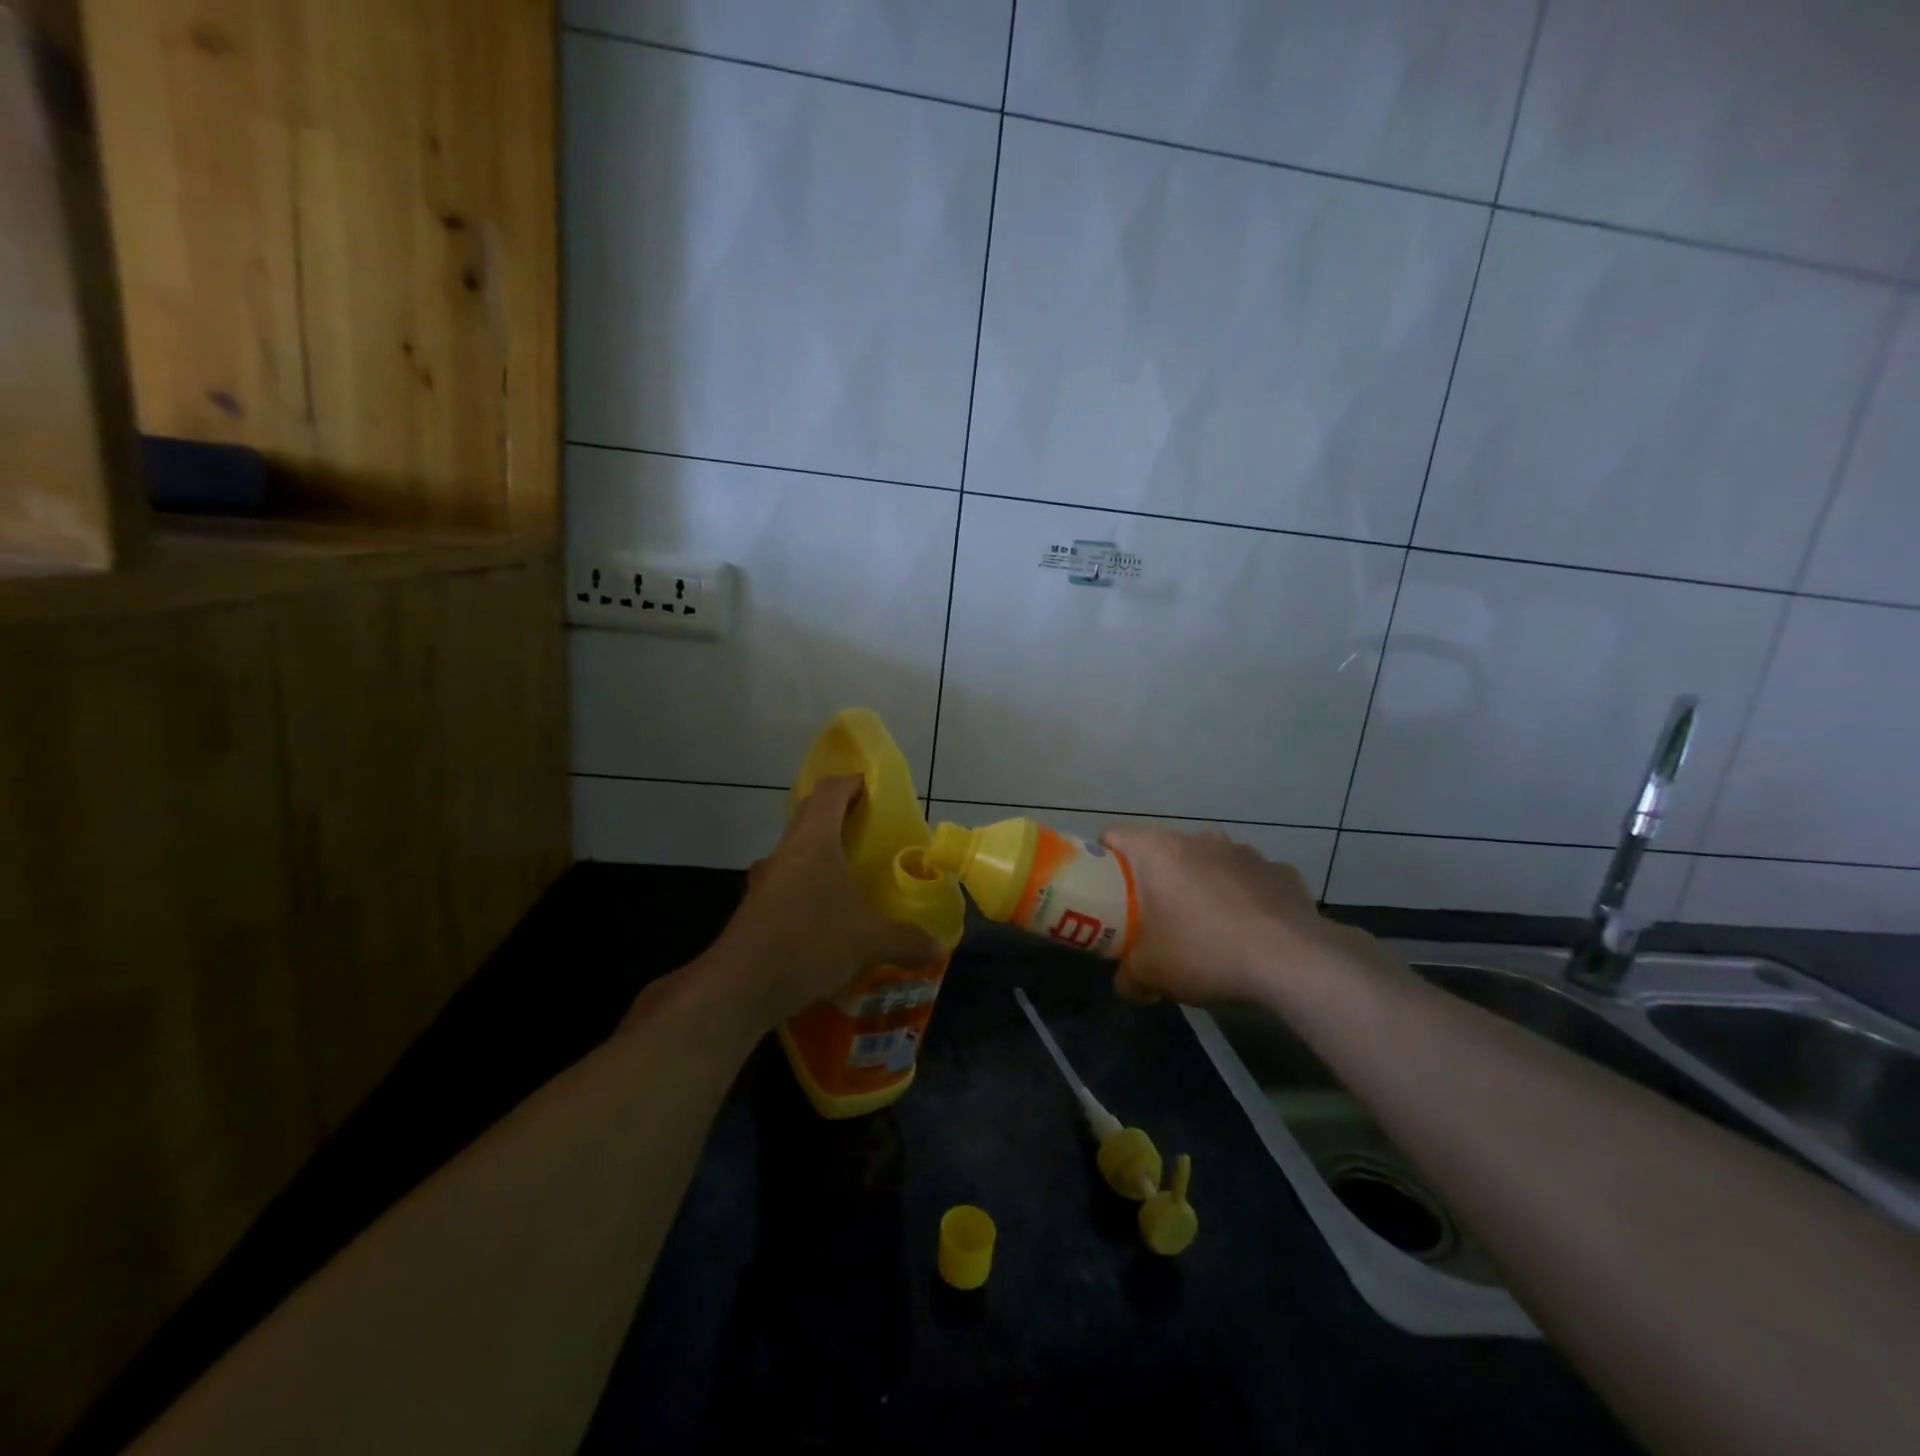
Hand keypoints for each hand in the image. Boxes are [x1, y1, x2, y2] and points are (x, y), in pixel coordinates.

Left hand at [695, 775, 941, 1029]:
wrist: (739, 987)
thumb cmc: (809, 943)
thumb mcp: (869, 942)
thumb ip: (906, 941)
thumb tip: (936, 947)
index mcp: (814, 842)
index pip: (830, 791)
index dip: (851, 783)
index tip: (871, 788)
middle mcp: (785, 852)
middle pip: (810, 816)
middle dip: (838, 816)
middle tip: (869, 831)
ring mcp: (765, 881)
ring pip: (796, 853)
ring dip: (820, 857)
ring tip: (850, 878)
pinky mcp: (754, 910)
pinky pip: (787, 886)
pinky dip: (807, 890)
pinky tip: (826, 921)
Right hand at [1100, 826, 1370, 1006]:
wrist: (1293, 962)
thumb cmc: (1205, 952)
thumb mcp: (1150, 973)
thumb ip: (1128, 976)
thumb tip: (1126, 984)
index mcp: (1157, 850)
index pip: (1113, 836)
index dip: (1103, 862)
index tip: (1106, 893)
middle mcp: (1198, 838)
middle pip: (1161, 851)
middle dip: (1155, 880)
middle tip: (1153, 918)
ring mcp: (1244, 851)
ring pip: (1207, 862)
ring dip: (1201, 885)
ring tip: (1207, 928)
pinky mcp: (1280, 870)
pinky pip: (1248, 880)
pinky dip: (1242, 897)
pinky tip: (1249, 932)